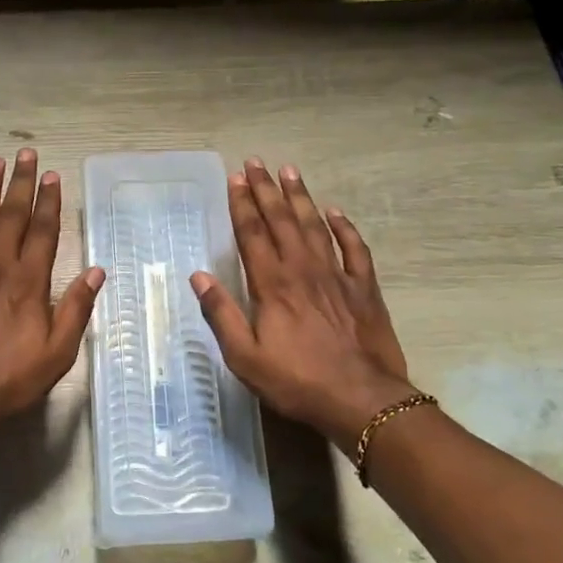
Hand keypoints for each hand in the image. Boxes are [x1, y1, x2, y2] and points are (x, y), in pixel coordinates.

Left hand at [0, 149, 104, 432]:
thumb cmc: (9, 381)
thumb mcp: (57, 353)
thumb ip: (76, 309)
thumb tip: (97, 271)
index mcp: (28, 283)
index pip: (43, 231)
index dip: (49, 201)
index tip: (52, 175)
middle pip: (10, 216)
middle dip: (19, 183)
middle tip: (24, 153)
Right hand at [190, 160, 415, 447]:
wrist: (362, 399)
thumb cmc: (297, 381)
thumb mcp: (245, 357)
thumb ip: (221, 314)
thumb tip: (198, 277)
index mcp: (272, 284)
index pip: (252, 234)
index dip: (242, 205)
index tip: (236, 179)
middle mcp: (303, 270)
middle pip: (282, 221)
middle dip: (266, 190)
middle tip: (256, 162)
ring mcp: (337, 276)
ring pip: (316, 226)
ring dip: (301, 197)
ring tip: (290, 171)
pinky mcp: (364, 289)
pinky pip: (355, 249)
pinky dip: (345, 228)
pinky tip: (336, 213)